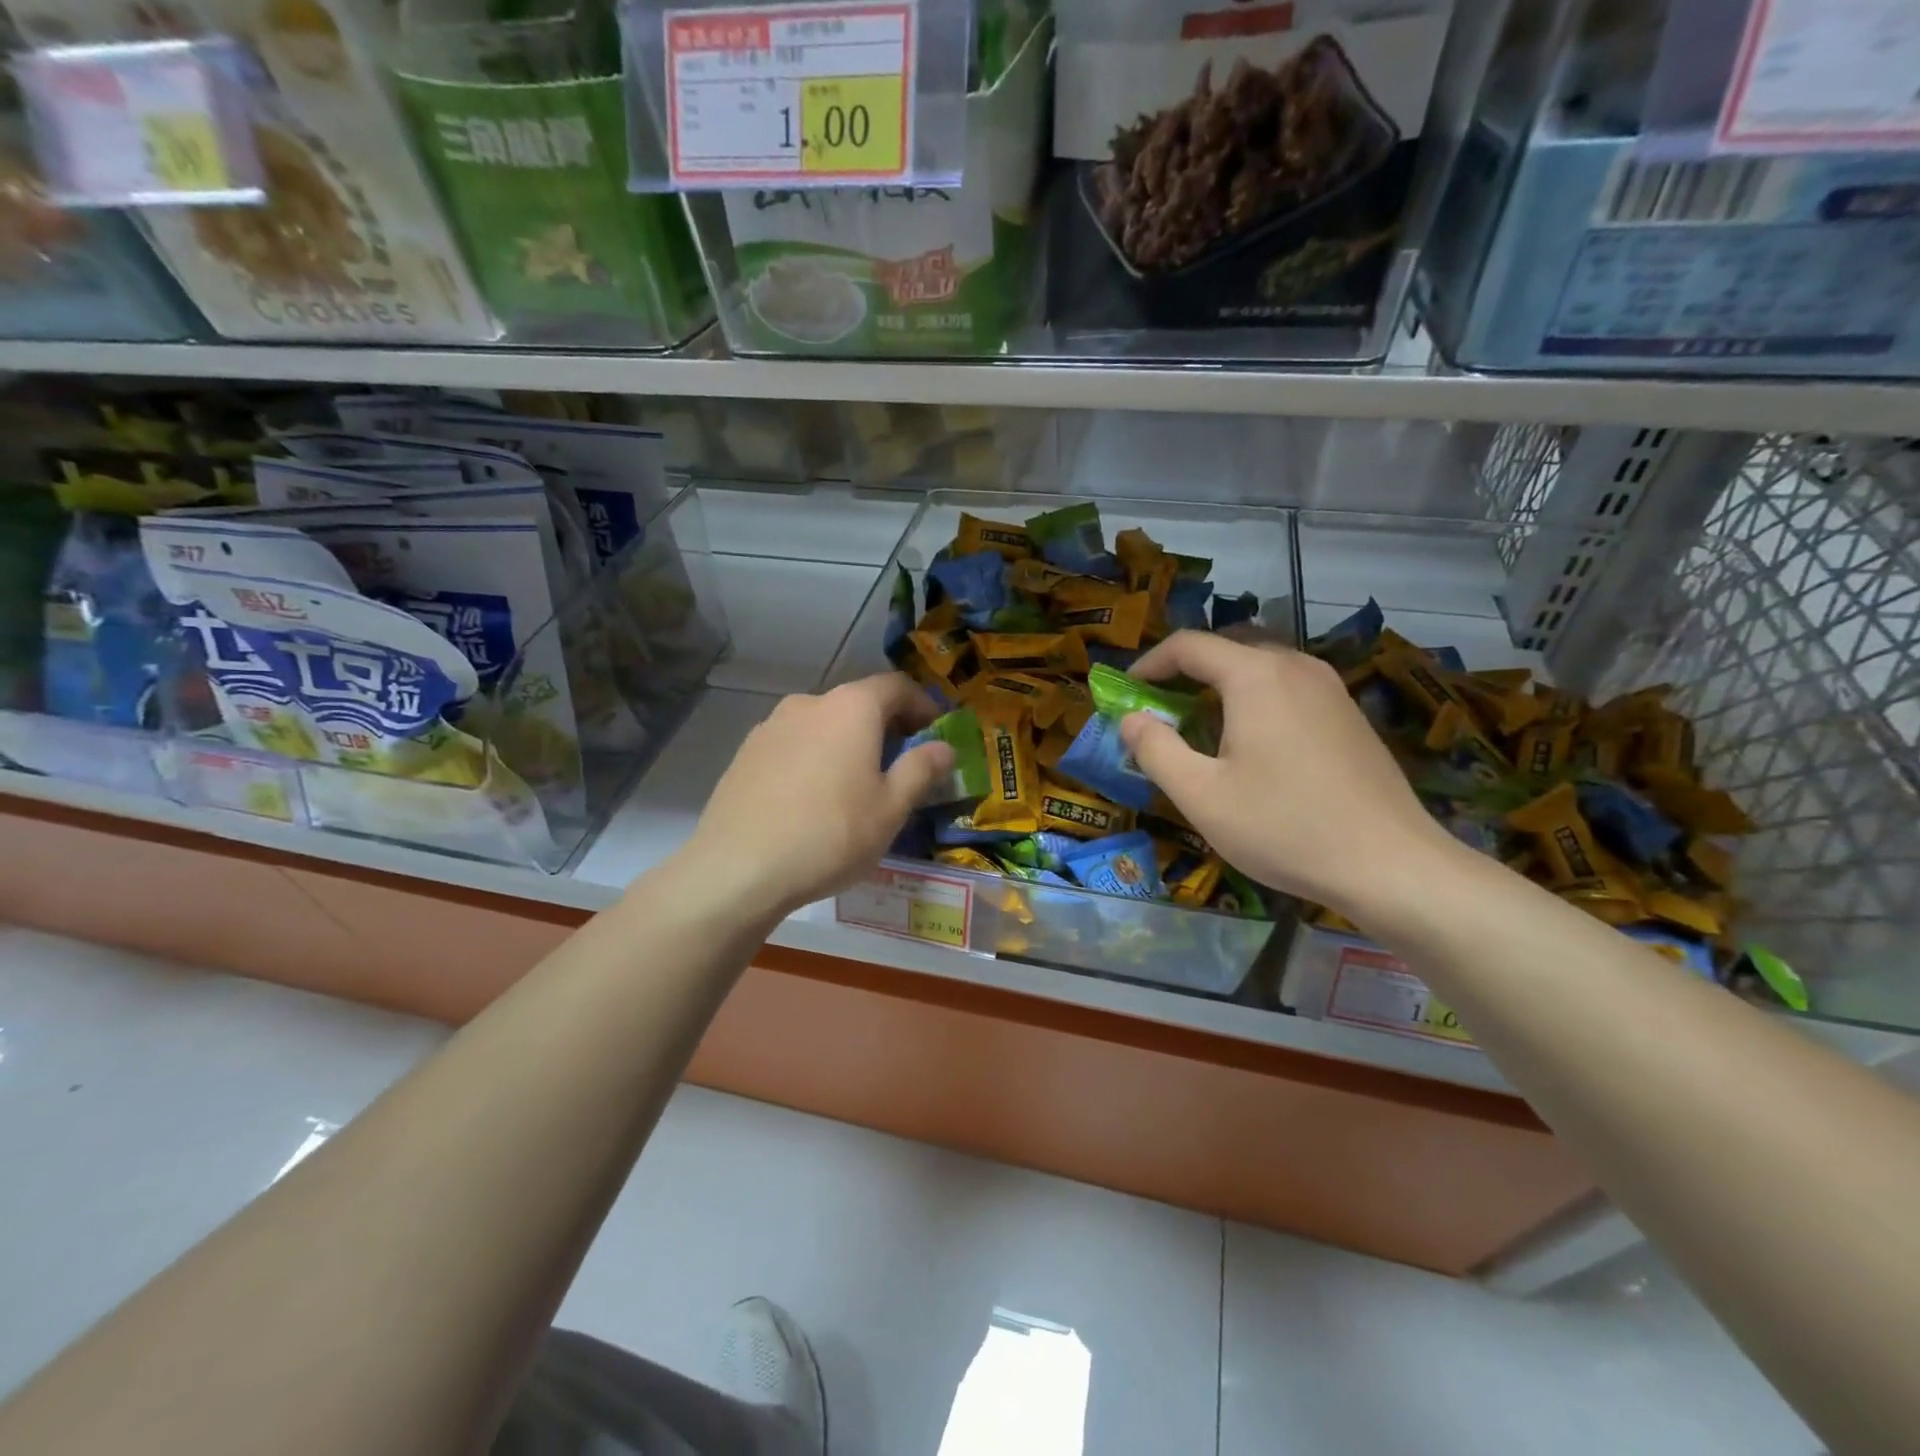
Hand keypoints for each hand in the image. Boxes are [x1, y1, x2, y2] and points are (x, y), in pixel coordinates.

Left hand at [674, 673, 953, 918]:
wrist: (738, 868)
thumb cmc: (830, 834)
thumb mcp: (891, 808)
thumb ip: (921, 770)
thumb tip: (944, 747)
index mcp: (851, 707)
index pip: (896, 686)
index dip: (922, 705)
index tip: (934, 734)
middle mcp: (809, 703)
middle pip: (857, 703)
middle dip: (885, 727)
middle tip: (901, 764)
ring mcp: (771, 726)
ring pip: (823, 724)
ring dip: (847, 743)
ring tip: (855, 785)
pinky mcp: (746, 753)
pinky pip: (794, 745)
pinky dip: (815, 758)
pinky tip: (813, 799)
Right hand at [1120, 632, 1458, 913]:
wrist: (1390, 865)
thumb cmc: (1284, 827)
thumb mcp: (1201, 795)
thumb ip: (1156, 749)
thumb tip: (1130, 719)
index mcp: (1255, 676)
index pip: (1189, 645)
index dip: (1149, 663)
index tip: (1127, 692)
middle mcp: (1296, 666)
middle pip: (1229, 646)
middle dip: (1187, 669)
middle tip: (1162, 705)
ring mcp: (1331, 688)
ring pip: (1263, 665)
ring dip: (1223, 683)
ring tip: (1203, 724)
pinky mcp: (1349, 714)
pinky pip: (1290, 686)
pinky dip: (1257, 697)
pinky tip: (1254, 743)